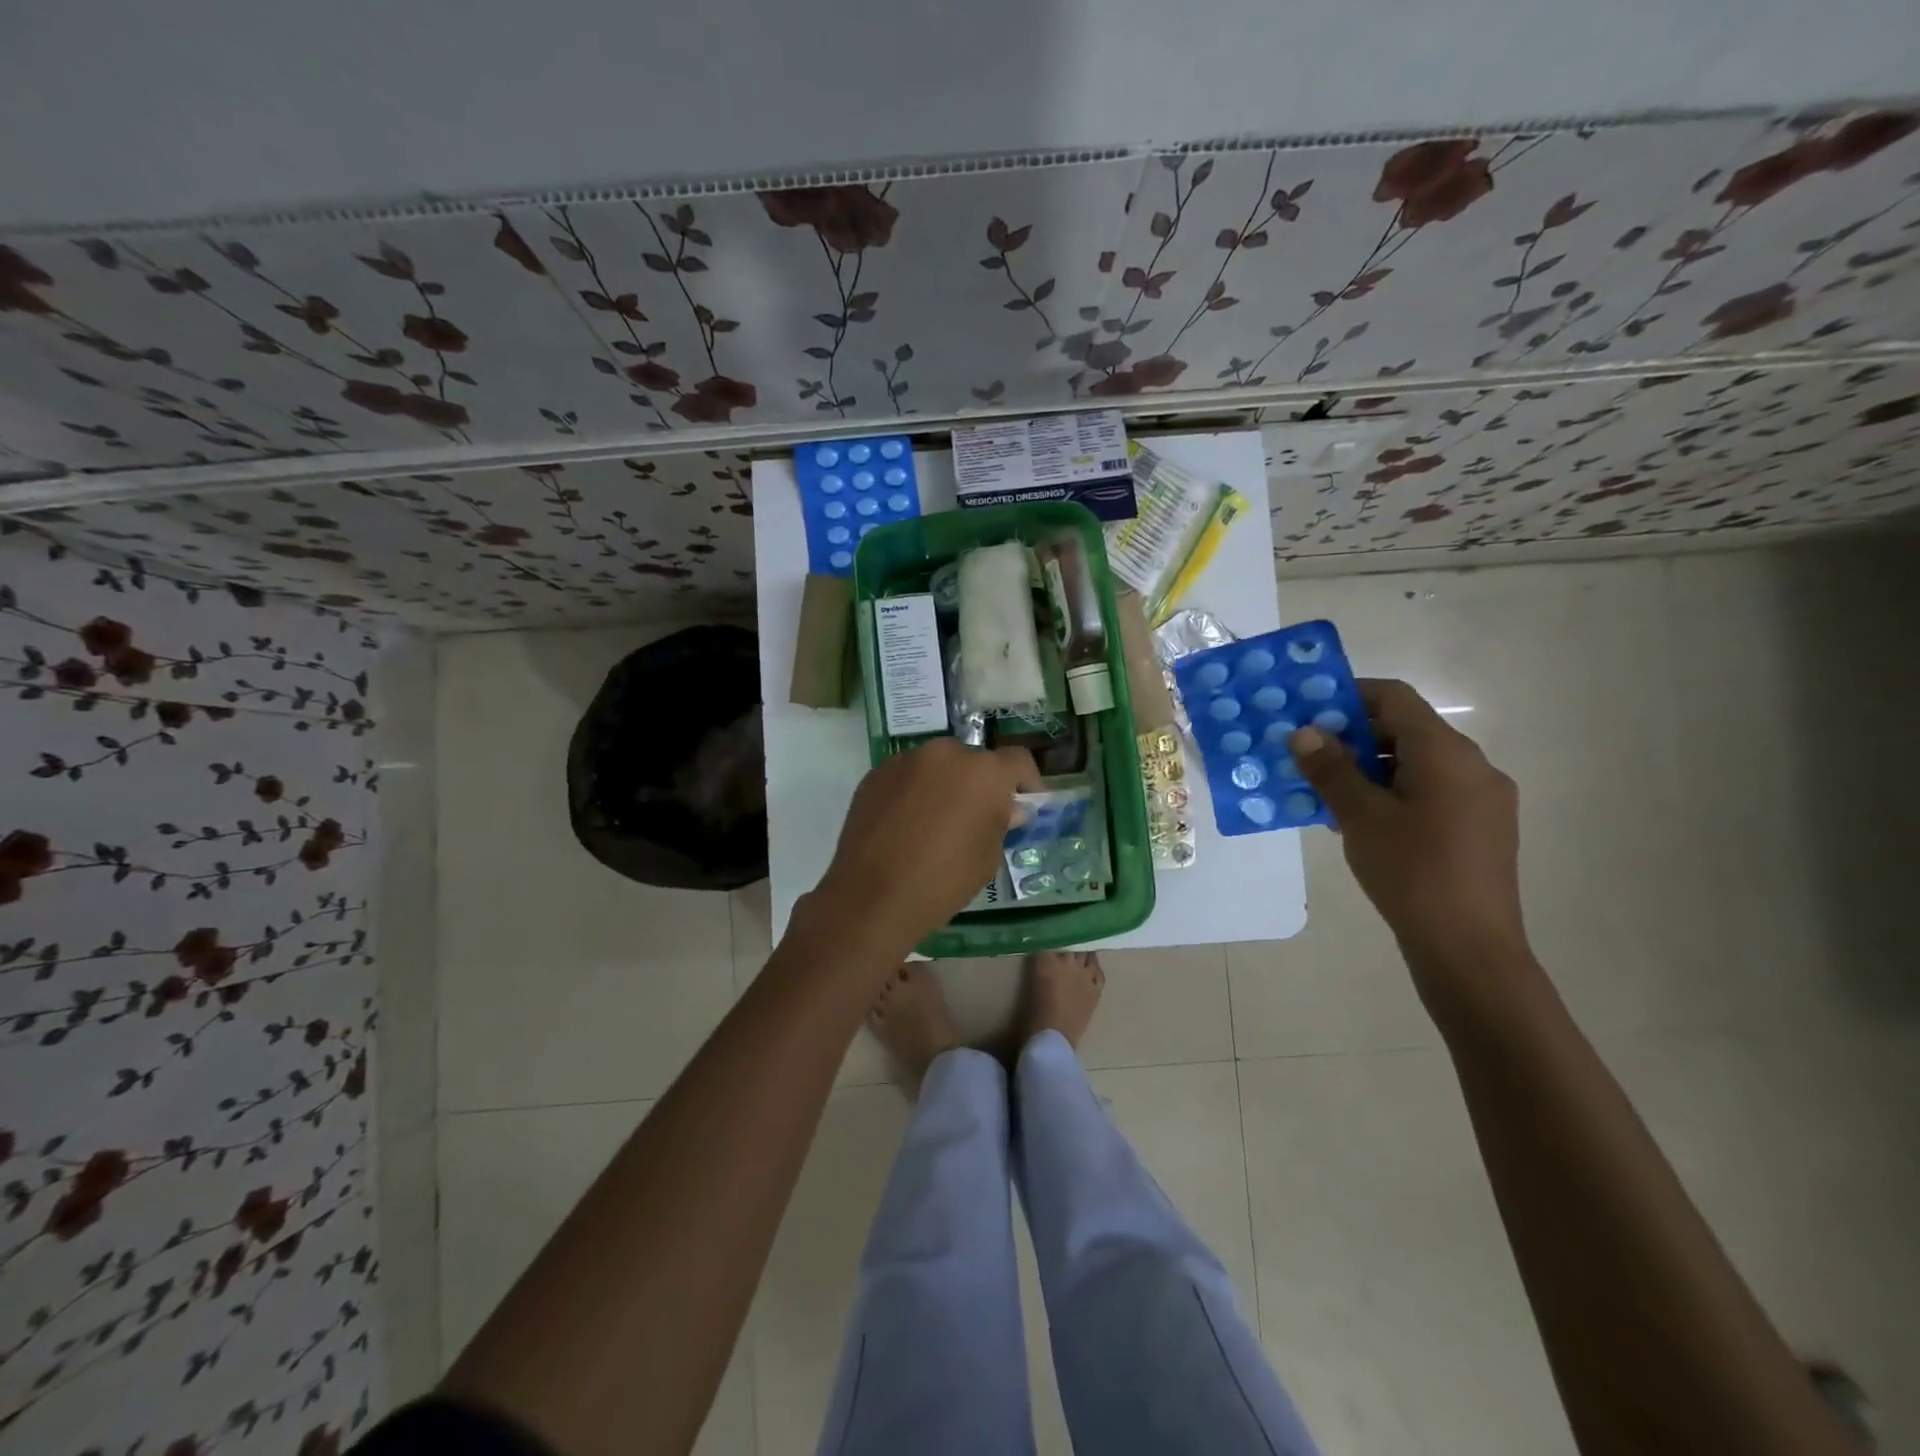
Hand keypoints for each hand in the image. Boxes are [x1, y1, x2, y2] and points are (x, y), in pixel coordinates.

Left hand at [813, 738, 1039, 961]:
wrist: (872, 896)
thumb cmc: (943, 880)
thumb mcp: (987, 858)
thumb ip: (1000, 823)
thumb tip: (1007, 809)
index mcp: (983, 772)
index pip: (1018, 761)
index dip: (1027, 782)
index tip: (1025, 805)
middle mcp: (945, 753)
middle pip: (973, 761)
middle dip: (980, 784)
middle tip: (976, 817)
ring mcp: (905, 761)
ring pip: (937, 766)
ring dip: (944, 785)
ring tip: (936, 823)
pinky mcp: (875, 775)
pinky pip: (906, 777)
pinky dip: (913, 793)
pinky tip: (906, 826)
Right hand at [1289, 679, 1529, 982]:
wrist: (1469, 947)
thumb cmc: (1410, 871)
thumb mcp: (1359, 816)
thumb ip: (1331, 769)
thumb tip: (1304, 732)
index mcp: (1446, 752)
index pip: (1394, 698)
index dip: (1348, 696)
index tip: (1307, 713)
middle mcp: (1473, 765)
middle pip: (1406, 730)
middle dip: (1353, 738)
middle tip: (1308, 758)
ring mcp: (1482, 798)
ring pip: (1416, 763)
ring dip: (1369, 769)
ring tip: (1326, 794)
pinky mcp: (1482, 828)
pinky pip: (1431, 791)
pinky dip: (1393, 792)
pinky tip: (1362, 822)